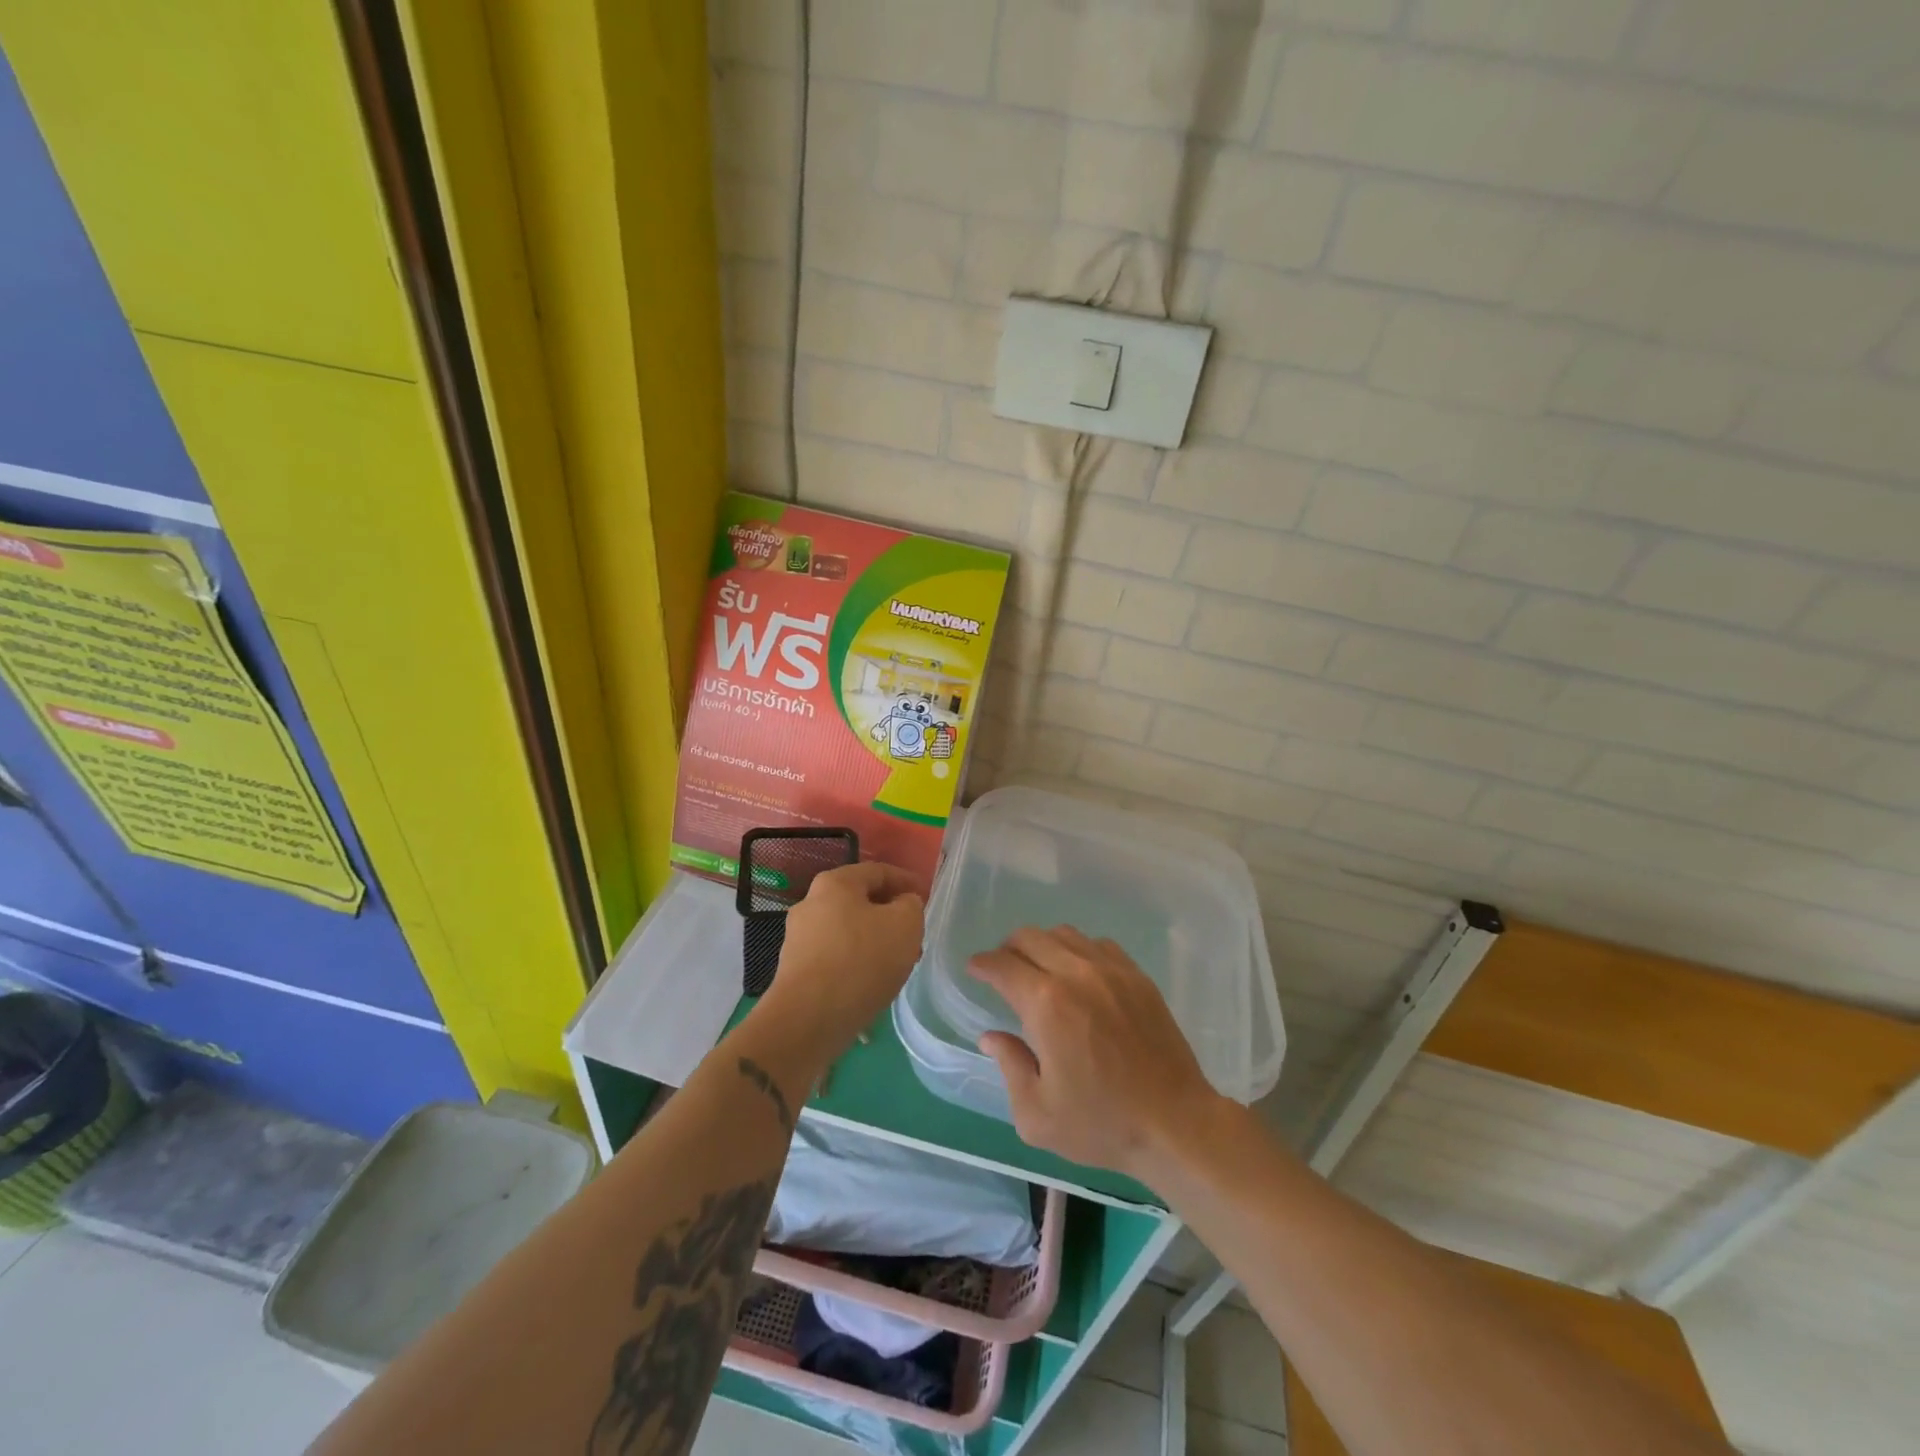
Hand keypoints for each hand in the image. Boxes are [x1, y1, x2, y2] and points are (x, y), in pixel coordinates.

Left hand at [761, 861, 924, 1055]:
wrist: (809, 1019)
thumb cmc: (862, 960)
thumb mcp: (905, 924)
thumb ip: (911, 905)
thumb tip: (902, 904)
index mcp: (835, 883)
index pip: (878, 871)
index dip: (906, 881)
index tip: (926, 896)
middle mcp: (811, 903)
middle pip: (860, 901)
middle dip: (890, 914)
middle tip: (915, 933)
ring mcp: (799, 937)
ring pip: (848, 930)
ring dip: (875, 940)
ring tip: (898, 962)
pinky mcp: (795, 969)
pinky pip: (836, 955)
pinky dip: (857, 961)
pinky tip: (873, 980)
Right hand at [969, 926, 1226, 1180]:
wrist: (1175, 1124)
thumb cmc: (1101, 1124)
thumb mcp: (1037, 1114)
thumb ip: (1009, 1066)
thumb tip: (992, 1036)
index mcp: (1046, 1004)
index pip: (1002, 965)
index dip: (982, 964)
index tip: (974, 969)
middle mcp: (1076, 974)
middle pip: (1030, 938)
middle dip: (1007, 949)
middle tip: (1002, 970)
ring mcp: (1111, 971)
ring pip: (1064, 934)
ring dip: (1042, 945)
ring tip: (1039, 969)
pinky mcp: (1137, 977)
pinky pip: (1098, 945)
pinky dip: (1079, 950)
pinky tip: (1079, 975)